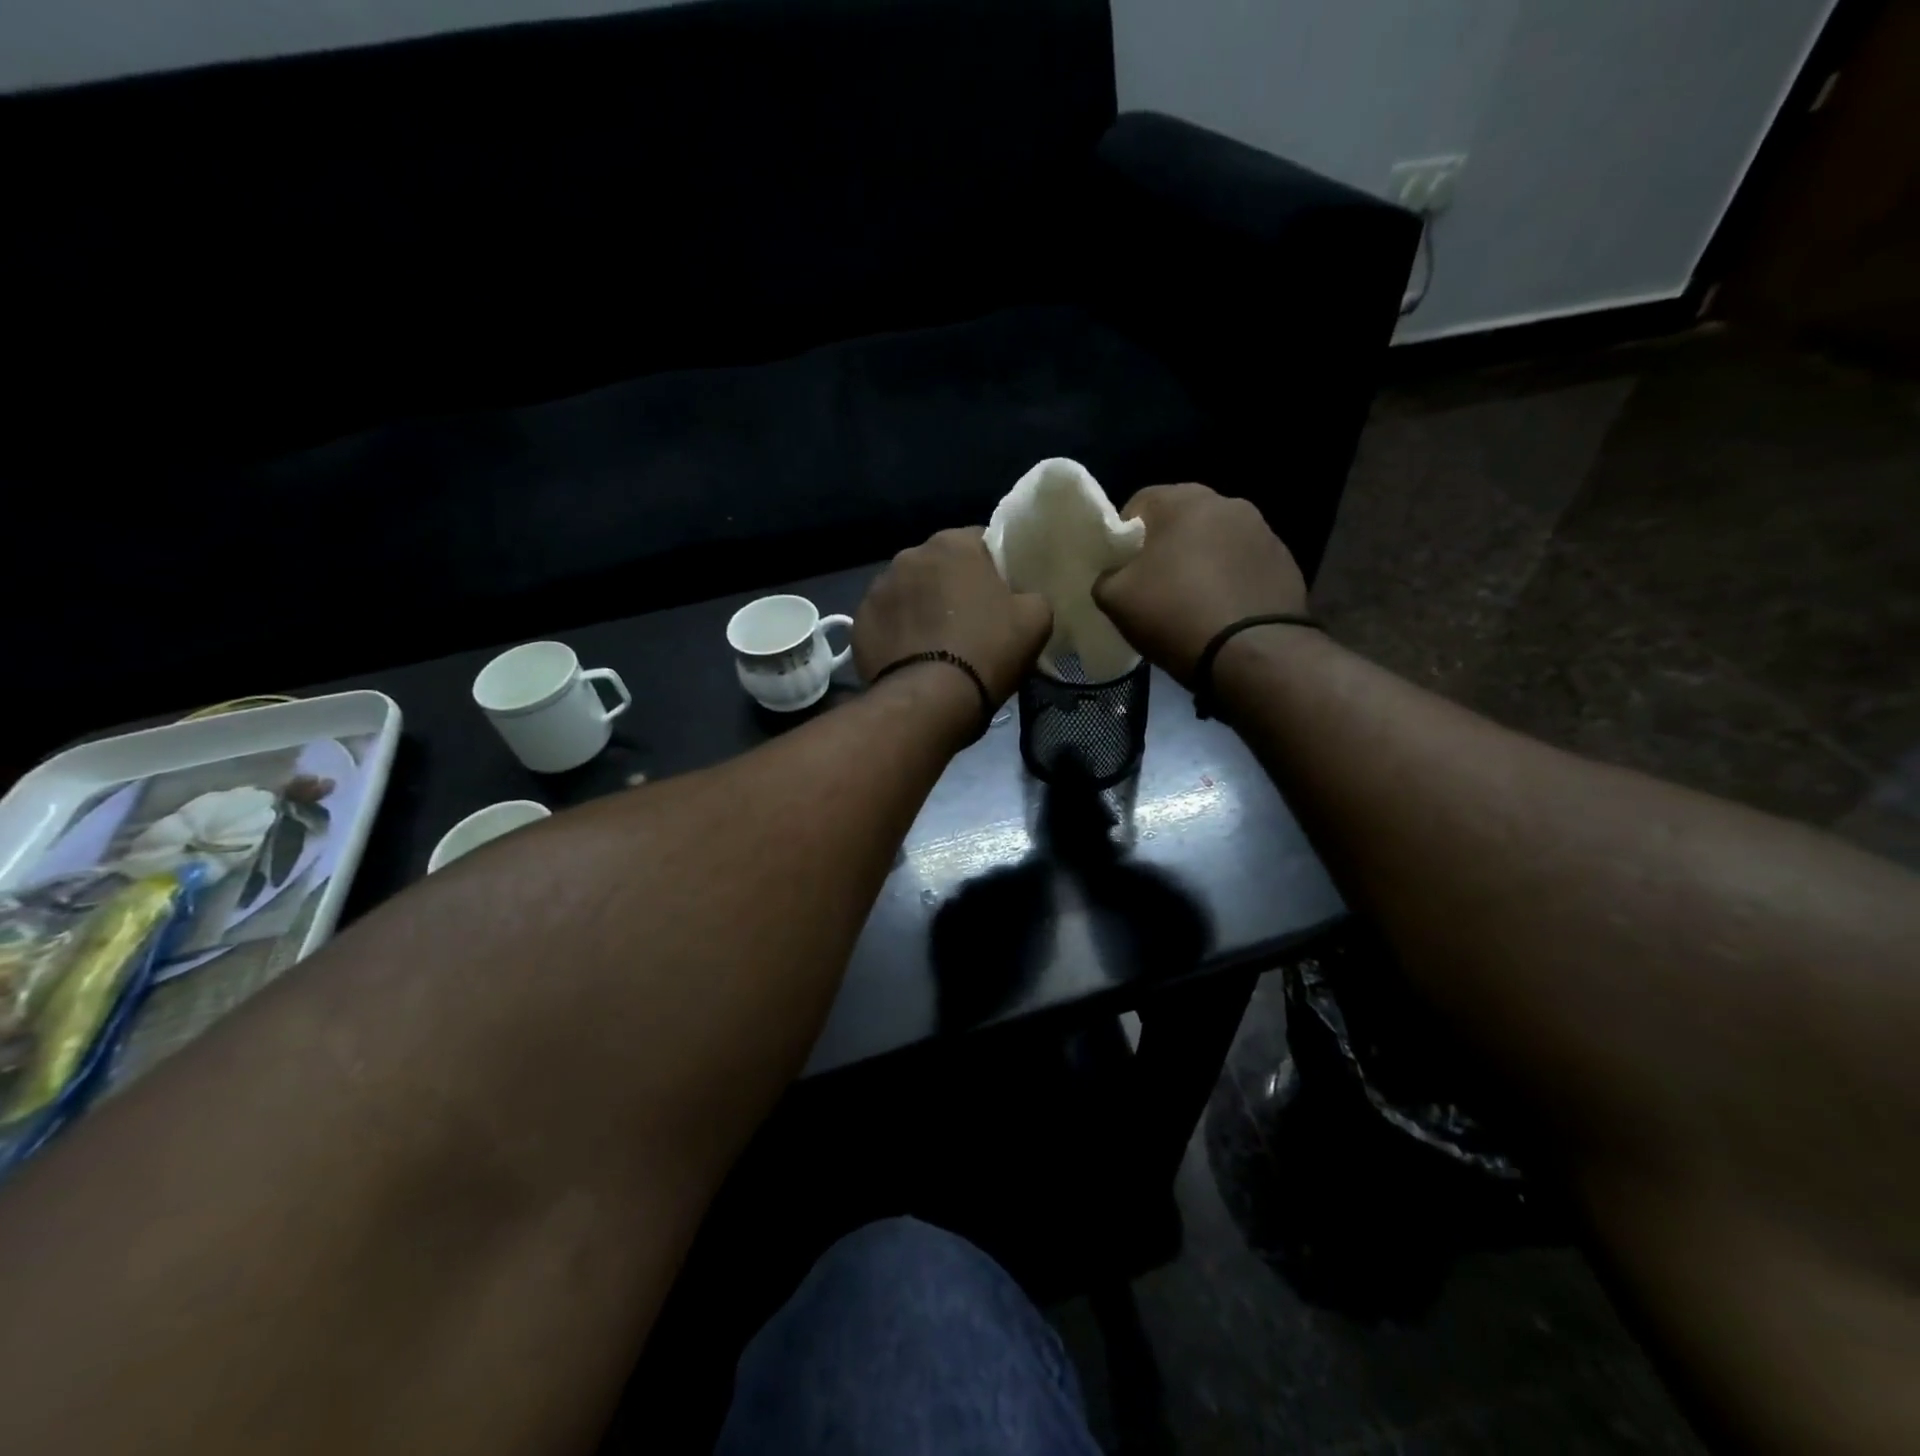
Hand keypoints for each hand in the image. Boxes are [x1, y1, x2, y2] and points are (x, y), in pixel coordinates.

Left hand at [854, 528, 1052, 705]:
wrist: (930, 699)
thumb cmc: (987, 651)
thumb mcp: (1036, 620)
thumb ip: (1031, 595)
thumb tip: (1020, 598)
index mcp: (953, 543)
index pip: (980, 542)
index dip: (993, 569)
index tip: (1000, 597)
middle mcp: (909, 554)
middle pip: (939, 566)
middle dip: (951, 587)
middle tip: (968, 622)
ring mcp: (878, 587)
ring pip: (908, 592)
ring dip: (921, 607)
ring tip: (935, 643)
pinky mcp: (859, 621)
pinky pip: (886, 620)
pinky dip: (897, 632)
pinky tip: (910, 657)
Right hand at [1092, 483, 1308, 686]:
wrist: (1252, 652)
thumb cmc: (1175, 615)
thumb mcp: (1115, 600)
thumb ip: (1105, 577)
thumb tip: (1115, 576)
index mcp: (1182, 501)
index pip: (1139, 504)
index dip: (1124, 537)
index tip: (1121, 570)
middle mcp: (1226, 503)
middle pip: (1182, 519)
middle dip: (1165, 546)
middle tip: (1153, 586)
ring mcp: (1262, 530)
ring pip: (1215, 541)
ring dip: (1201, 561)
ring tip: (1191, 601)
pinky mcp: (1285, 561)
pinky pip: (1243, 564)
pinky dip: (1229, 579)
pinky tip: (1221, 610)